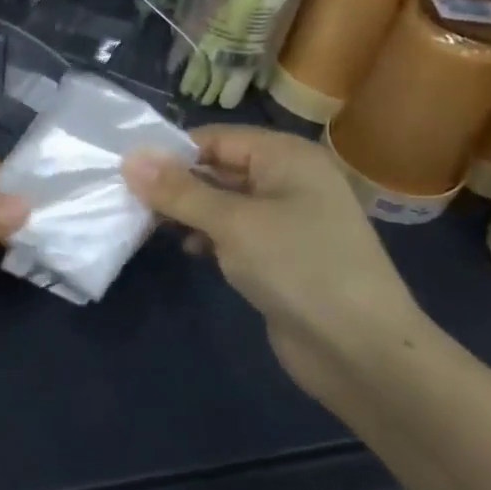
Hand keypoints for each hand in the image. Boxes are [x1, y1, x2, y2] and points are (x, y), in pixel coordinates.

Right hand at [123, 126, 432, 399]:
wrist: (362, 351)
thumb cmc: (298, 268)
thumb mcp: (232, 223)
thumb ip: (179, 190)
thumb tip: (129, 157)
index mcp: (286, 156)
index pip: (215, 138)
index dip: (172, 152)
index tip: (128, 173)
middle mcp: (288, 180)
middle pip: (218, 168)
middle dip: (177, 184)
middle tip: (131, 201)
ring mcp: (287, 220)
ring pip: (223, 202)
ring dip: (189, 212)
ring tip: (150, 226)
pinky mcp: (281, 255)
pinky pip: (235, 232)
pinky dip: (209, 236)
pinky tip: (190, 251)